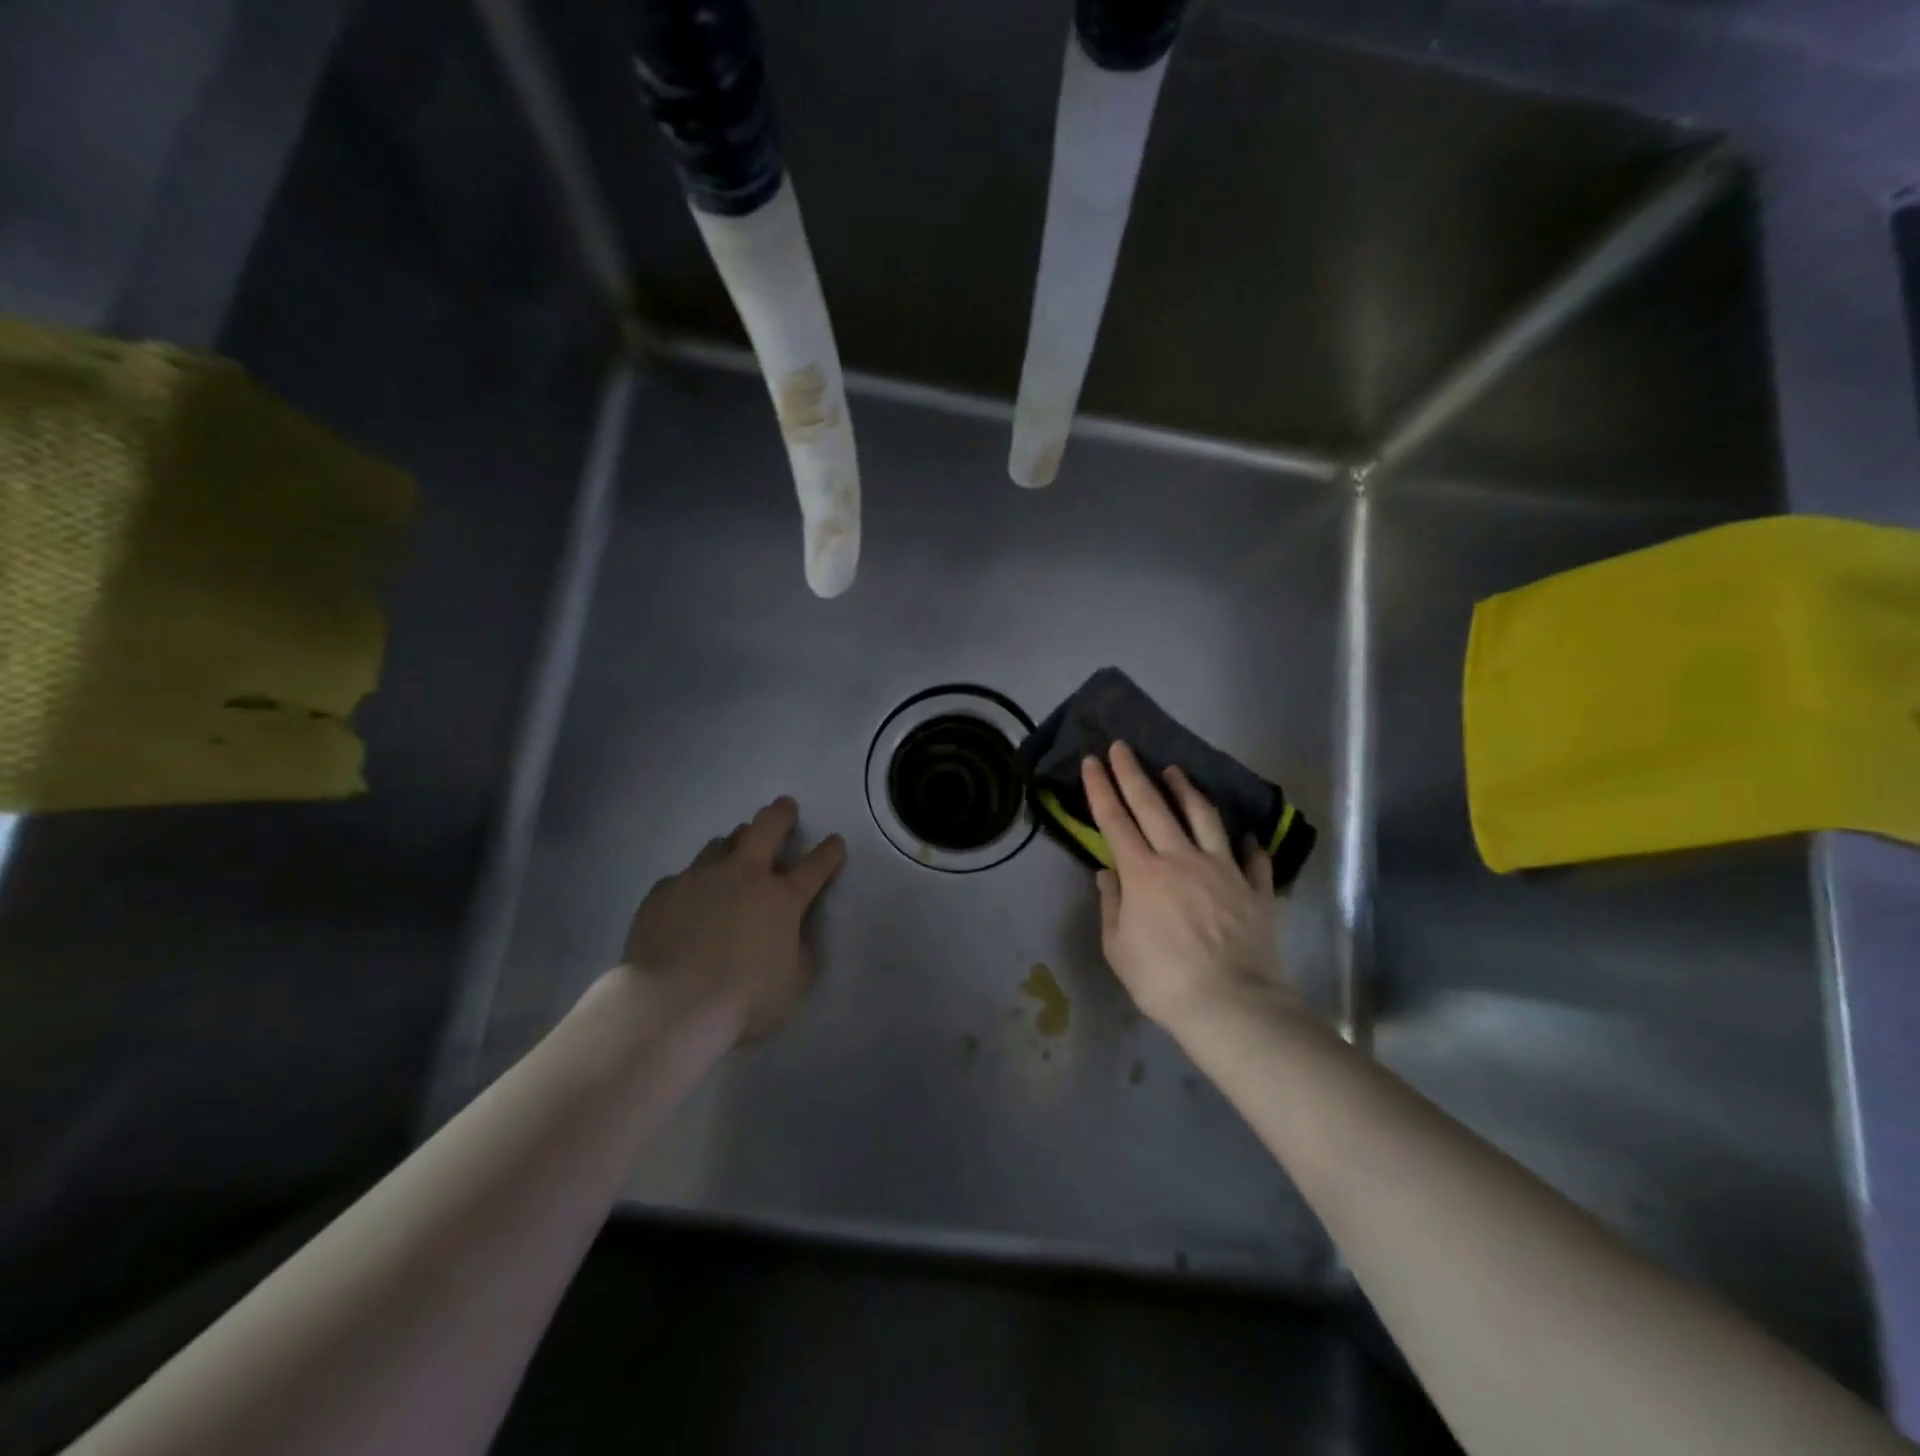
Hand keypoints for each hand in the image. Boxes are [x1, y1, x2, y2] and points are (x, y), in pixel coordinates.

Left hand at [621, 797, 845, 1043]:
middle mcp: (744, 876)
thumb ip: (800, 951)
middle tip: (785, 806)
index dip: (829, 852)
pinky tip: (690, 895)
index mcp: (782, 898)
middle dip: (781, 814)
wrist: (670, 1005)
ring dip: (734, 842)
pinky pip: (684, 876)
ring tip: (735, 849)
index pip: (815, 866)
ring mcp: (700, 878)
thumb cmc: (743, 1000)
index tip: (835, 841)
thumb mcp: (794, 983)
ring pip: (721, 843)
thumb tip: (796, 934)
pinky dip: (695, 881)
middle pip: (767, 828)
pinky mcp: (664, 891)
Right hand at [1081, 742, 1293, 1034]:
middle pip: (1154, 805)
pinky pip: (1252, 856)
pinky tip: (1244, 835)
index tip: (1092, 761)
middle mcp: (1181, 858)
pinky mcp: (1255, 887)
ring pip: (1203, 816)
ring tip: (1175, 770)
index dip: (1101, 788)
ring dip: (1186, 790)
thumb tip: (1108, 872)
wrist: (1231, 1005)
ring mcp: (1223, 869)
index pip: (1115, 820)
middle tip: (1122, 746)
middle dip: (1133, 772)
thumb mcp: (1118, 948)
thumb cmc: (1163, 981)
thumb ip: (1112, 904)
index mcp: (1143, 874)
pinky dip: (1246, 842)